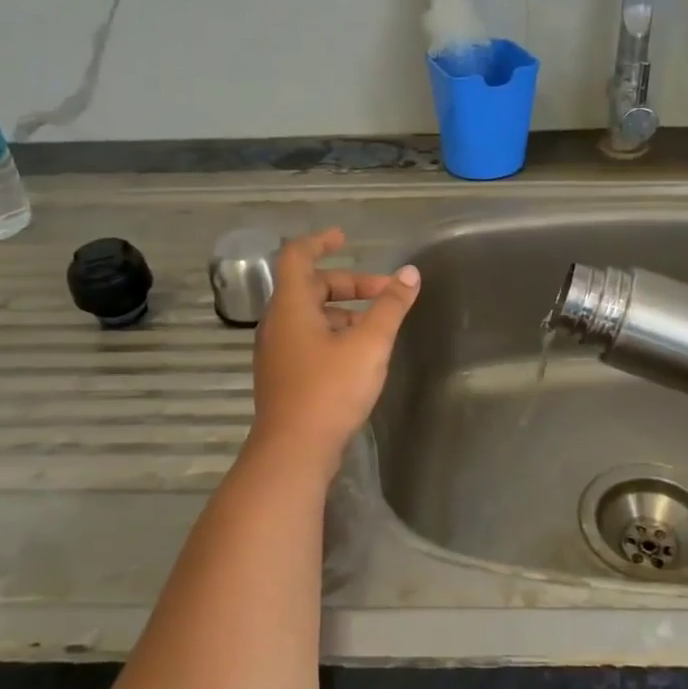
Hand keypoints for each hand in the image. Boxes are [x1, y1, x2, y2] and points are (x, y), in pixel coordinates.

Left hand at [249, 229, 420, 466]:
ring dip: (344, 312)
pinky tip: (359, 355)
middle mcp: (277, 323)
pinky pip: (308, 340)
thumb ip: (391, 306)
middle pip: (310, 287)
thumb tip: (410, 274)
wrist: (293, 451)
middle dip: (350, 284)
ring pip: (310, 316)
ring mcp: (277, 351)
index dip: (320, 241)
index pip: (298, 256)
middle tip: (386, 293)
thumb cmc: (330, 389)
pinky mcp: (283, 376)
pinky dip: (334, 334)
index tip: (345, 237)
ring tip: (379, 327)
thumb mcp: (369, 344)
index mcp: (291, 306)